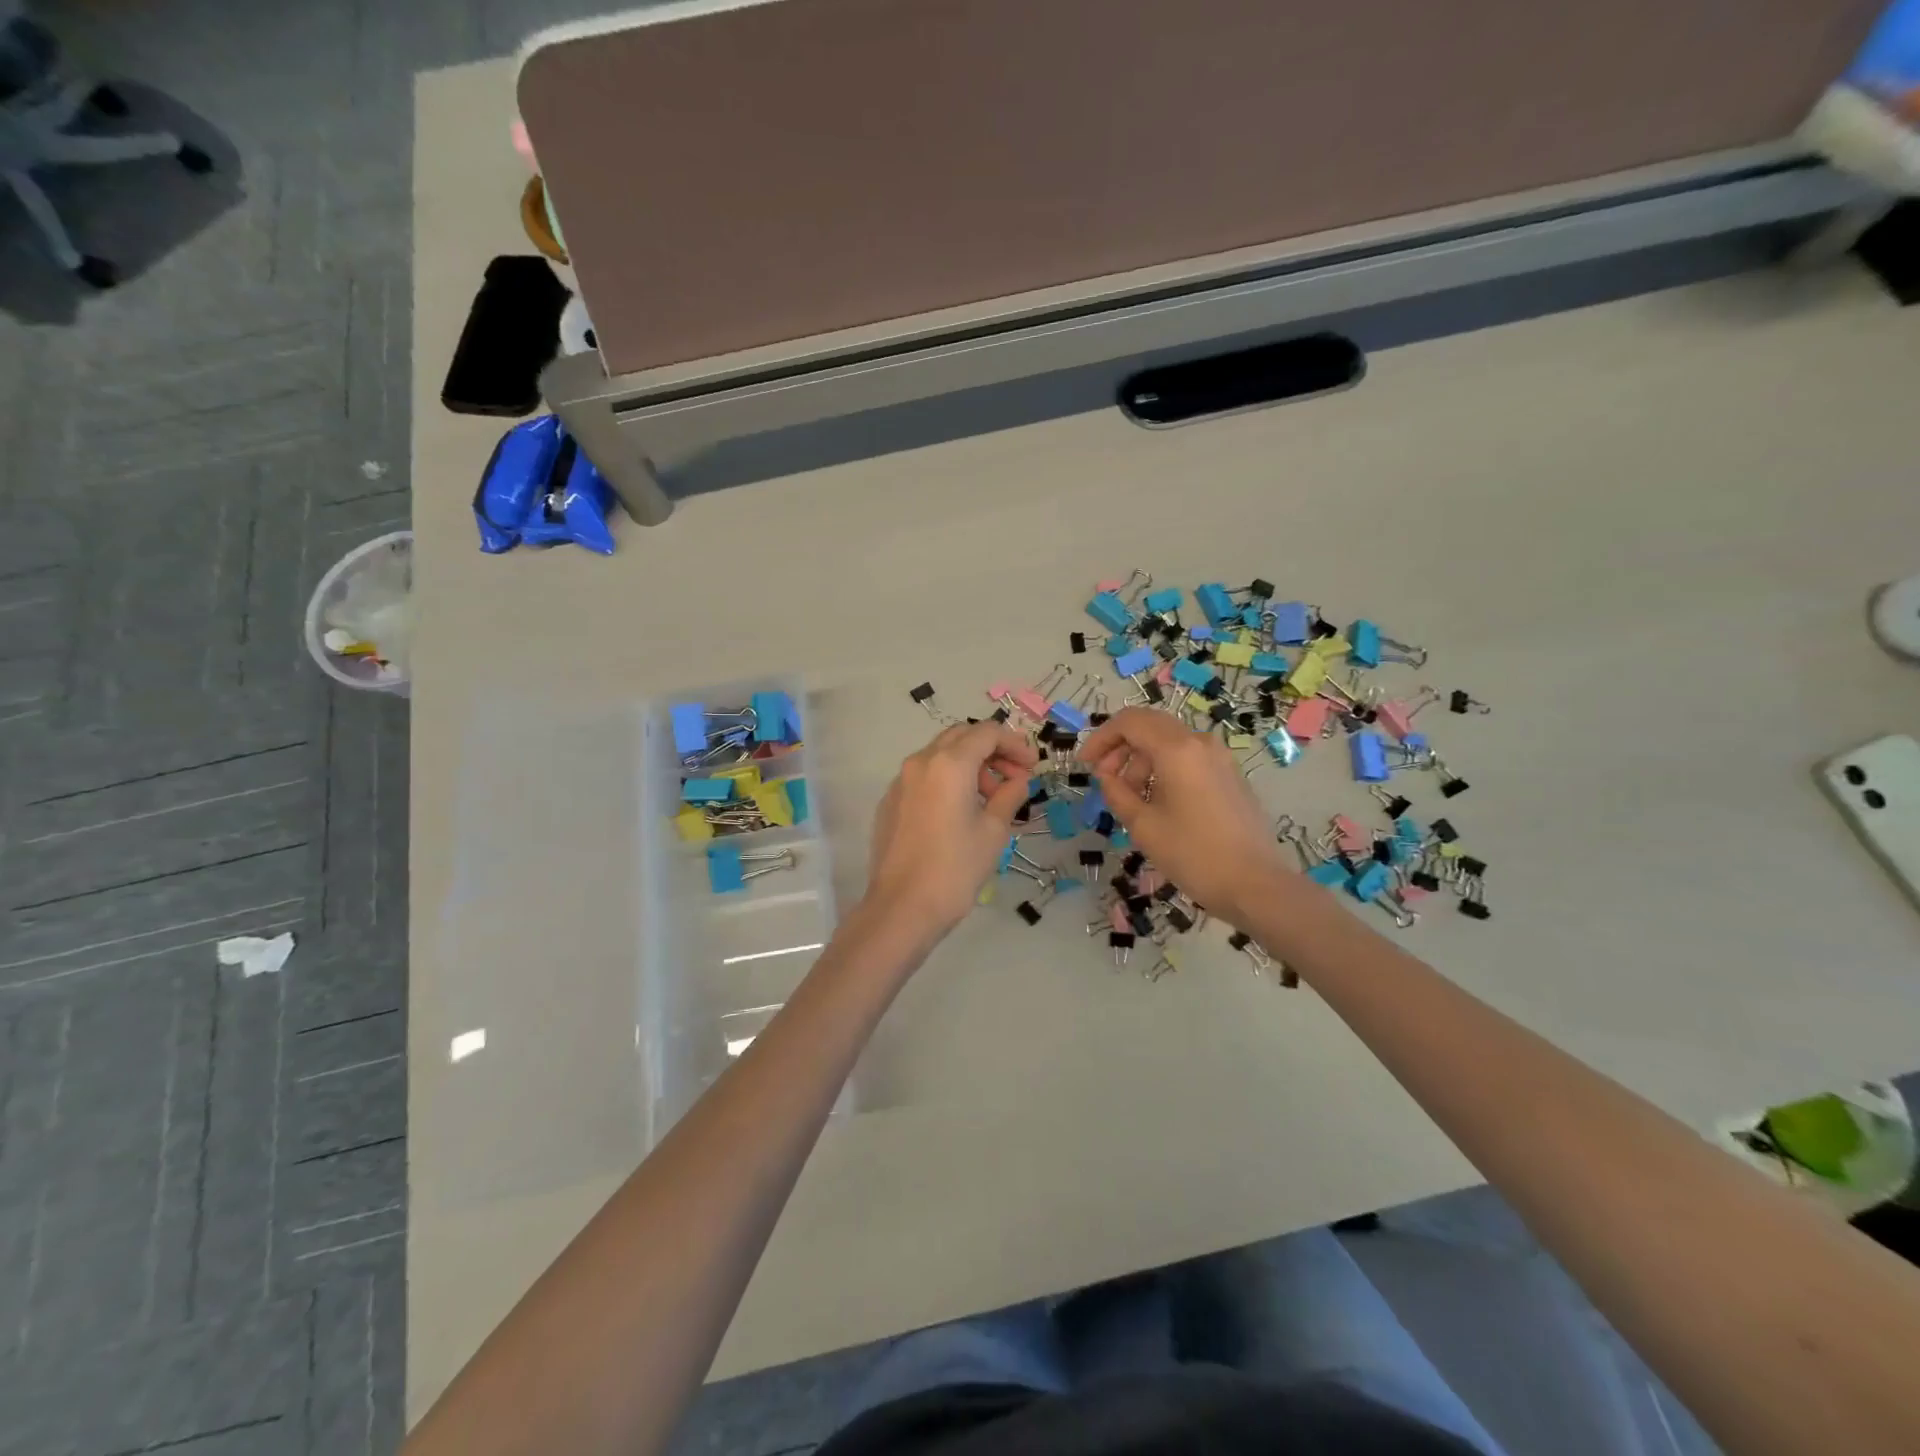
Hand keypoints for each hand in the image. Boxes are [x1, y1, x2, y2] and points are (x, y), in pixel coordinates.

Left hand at [863, 721, 1039, 937]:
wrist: (902, 907)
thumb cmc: (955, 868)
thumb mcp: (994, 831)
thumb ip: (1010, 796)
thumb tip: (1018, 780)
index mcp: (949, 764)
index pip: (987, 732)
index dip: (1015, 743)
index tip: (1032, 765)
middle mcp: (920, 762)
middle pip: (961, 737)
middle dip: (991, 750)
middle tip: (1014, 777)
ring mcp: (900, 781)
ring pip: (940, 755)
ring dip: (969, 765)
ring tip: (990, 800)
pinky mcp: (890, 802)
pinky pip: (924, 777)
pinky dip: (947, 781)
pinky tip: (960, 813)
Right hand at [1080, 707, 1288, 923]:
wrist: (1255, 885)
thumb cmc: (1193, 854)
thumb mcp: (1142, 825)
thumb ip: (1116, 792)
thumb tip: (1107, 775)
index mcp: (1177, 749)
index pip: (1129, 722)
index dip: (1101, 738)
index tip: (1085, 764)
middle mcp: (1200, 742)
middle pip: (1150, 726)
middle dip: (1120, 747)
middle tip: (1103, 778)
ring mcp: (1220, 757)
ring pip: (1169, 742)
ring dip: (1142, 760)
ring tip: (1130, 798)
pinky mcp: (1229, 775)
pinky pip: (1188, 757)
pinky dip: (1164, 768)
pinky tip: (1157, 801)